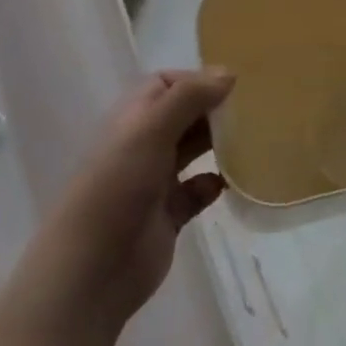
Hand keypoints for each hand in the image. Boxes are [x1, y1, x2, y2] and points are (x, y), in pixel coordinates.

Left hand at [41, 69, 231, 328]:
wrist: (91, 272)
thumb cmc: (117, 189)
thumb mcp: (151, 131)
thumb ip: (189, 97)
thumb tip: (229, 73)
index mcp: (133, 119)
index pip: (165, 84)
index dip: (196, 80)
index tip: (232, 85)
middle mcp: (143, 145)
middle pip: (184, 115)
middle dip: (214, 109)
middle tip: (254, 109)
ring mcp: (155, 181)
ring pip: (193, 151)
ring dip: (219, 144)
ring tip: (253, 139)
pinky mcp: (168, 216)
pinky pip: (198, 191)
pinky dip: (215, 184)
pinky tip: (232, 182)